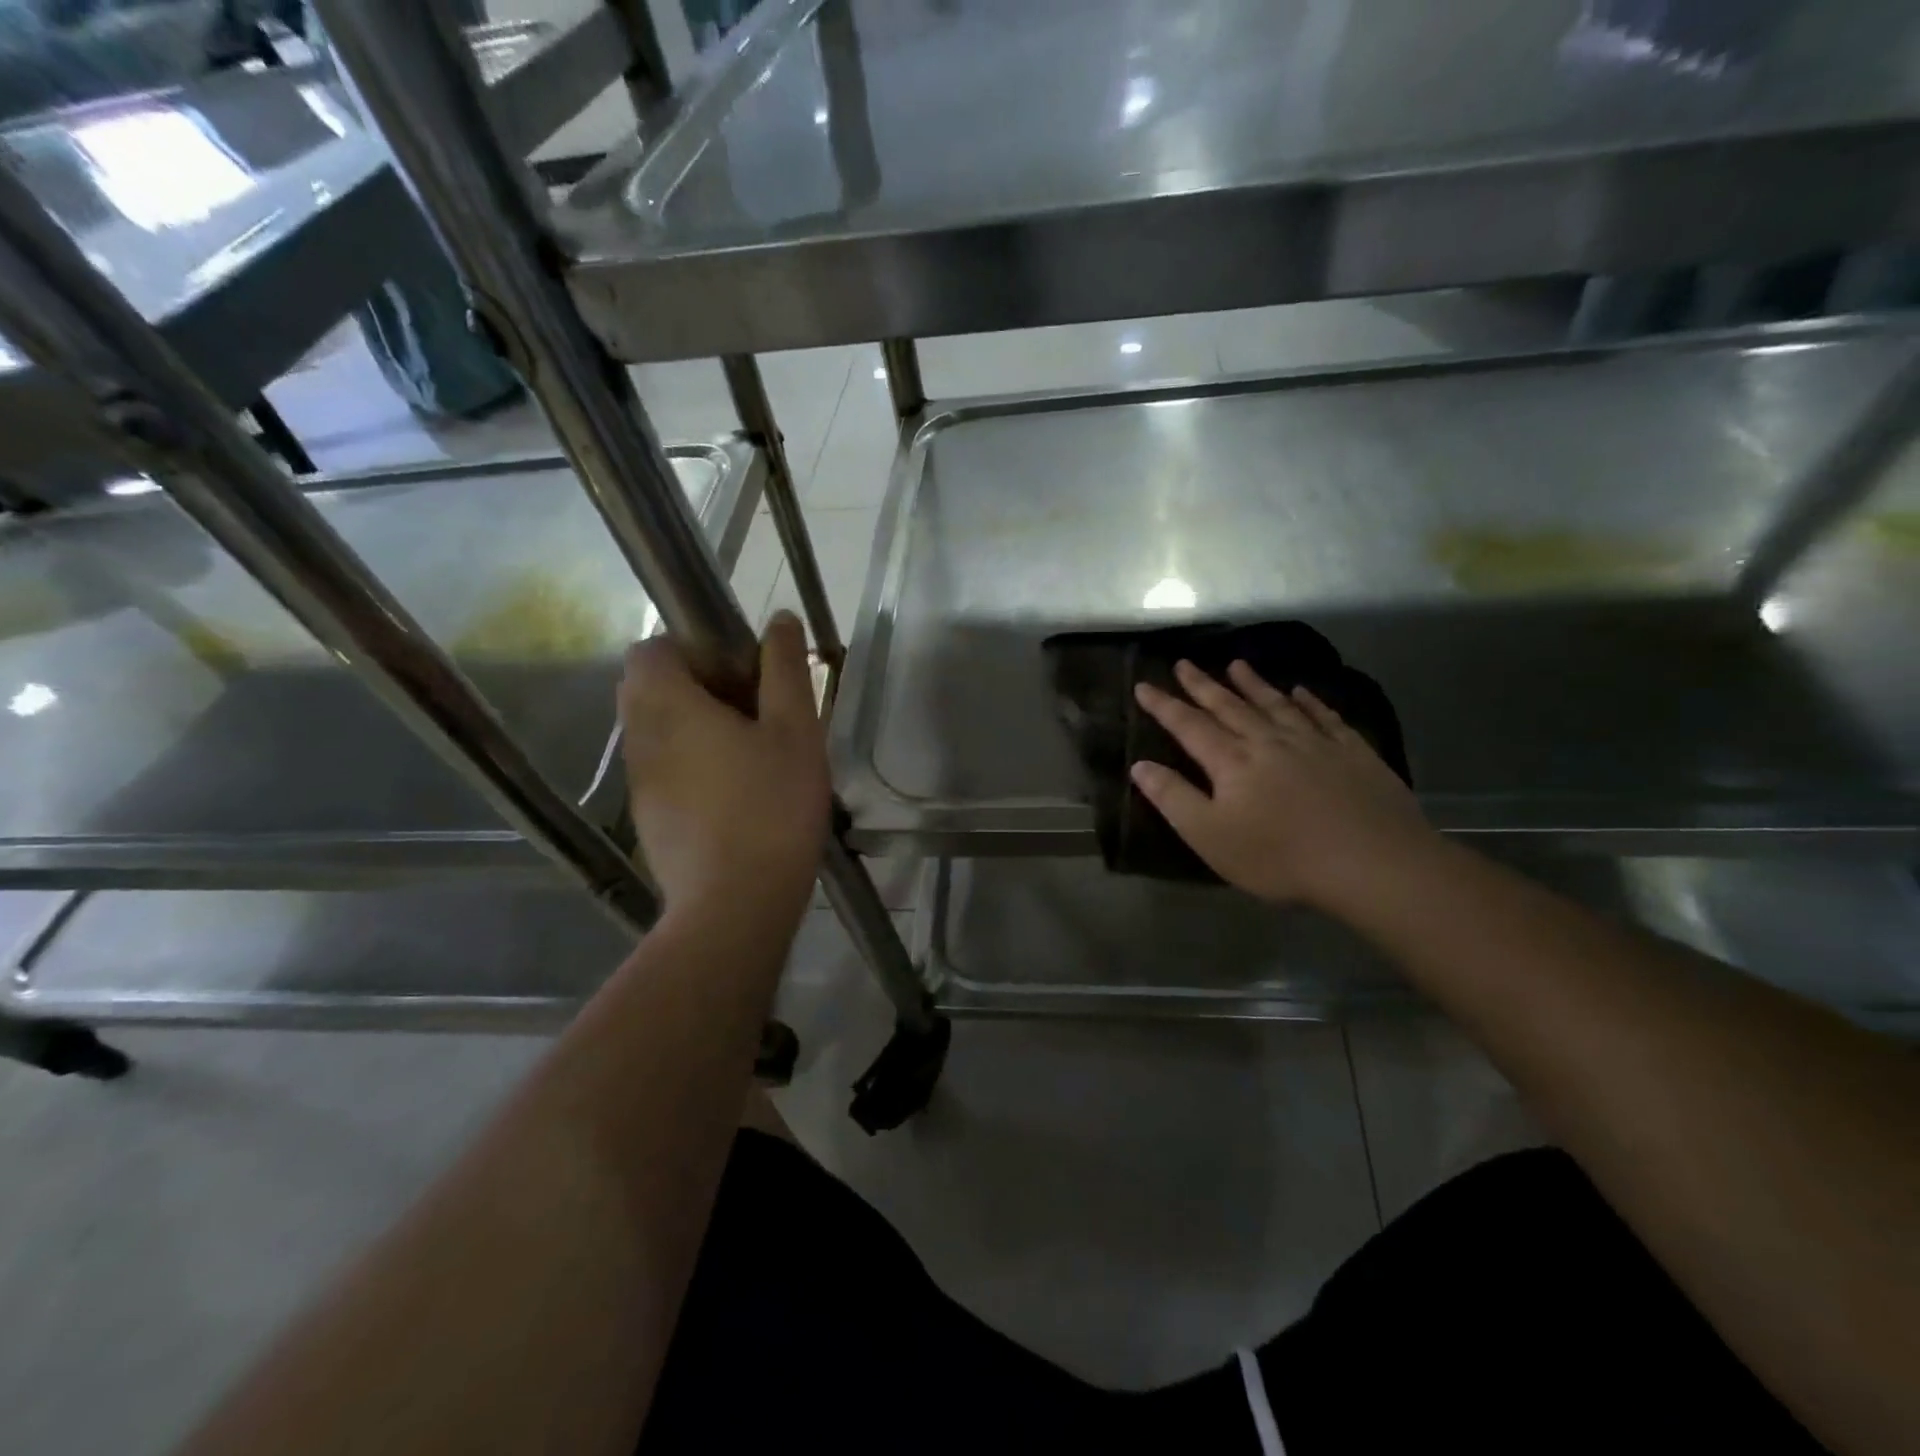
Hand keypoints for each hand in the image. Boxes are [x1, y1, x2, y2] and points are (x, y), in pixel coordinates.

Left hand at [619, 612, 829, 915]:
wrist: (735, 906)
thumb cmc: (771, 807)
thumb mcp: (795, 731)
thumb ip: (785, 669)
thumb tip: (779, 620)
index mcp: (667, 705)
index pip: (651, 648)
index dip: (694, 648)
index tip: (741, 672)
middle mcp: (640, 737)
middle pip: (652, 688)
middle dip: (700, 687)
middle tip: (755, 712)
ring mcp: (639, 783)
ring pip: (659, 731)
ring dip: (698, 728)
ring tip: (755, 756)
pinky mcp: (649, 819)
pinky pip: (665, 770)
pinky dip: (693, 766)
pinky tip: (740, 796)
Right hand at [1130, 660, 1437, 912]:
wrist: (1372, 863)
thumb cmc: (1280, 856)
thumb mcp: (1210, 836)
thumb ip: (1173, 798)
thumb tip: (1140, 765)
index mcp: (1231, 761)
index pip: (1188, 725)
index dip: (1163, 706)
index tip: (1143, 685)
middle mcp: (1268, 741)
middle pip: (1229, 706)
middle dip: (1203, 685)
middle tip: (1184, 663)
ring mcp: (1314, 743)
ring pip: (1275, 704)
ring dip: (1253, 684)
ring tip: (1237, 665)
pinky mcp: (1352, 752)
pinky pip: (1324, 716)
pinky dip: (1310, 701)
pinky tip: (1303, 692)